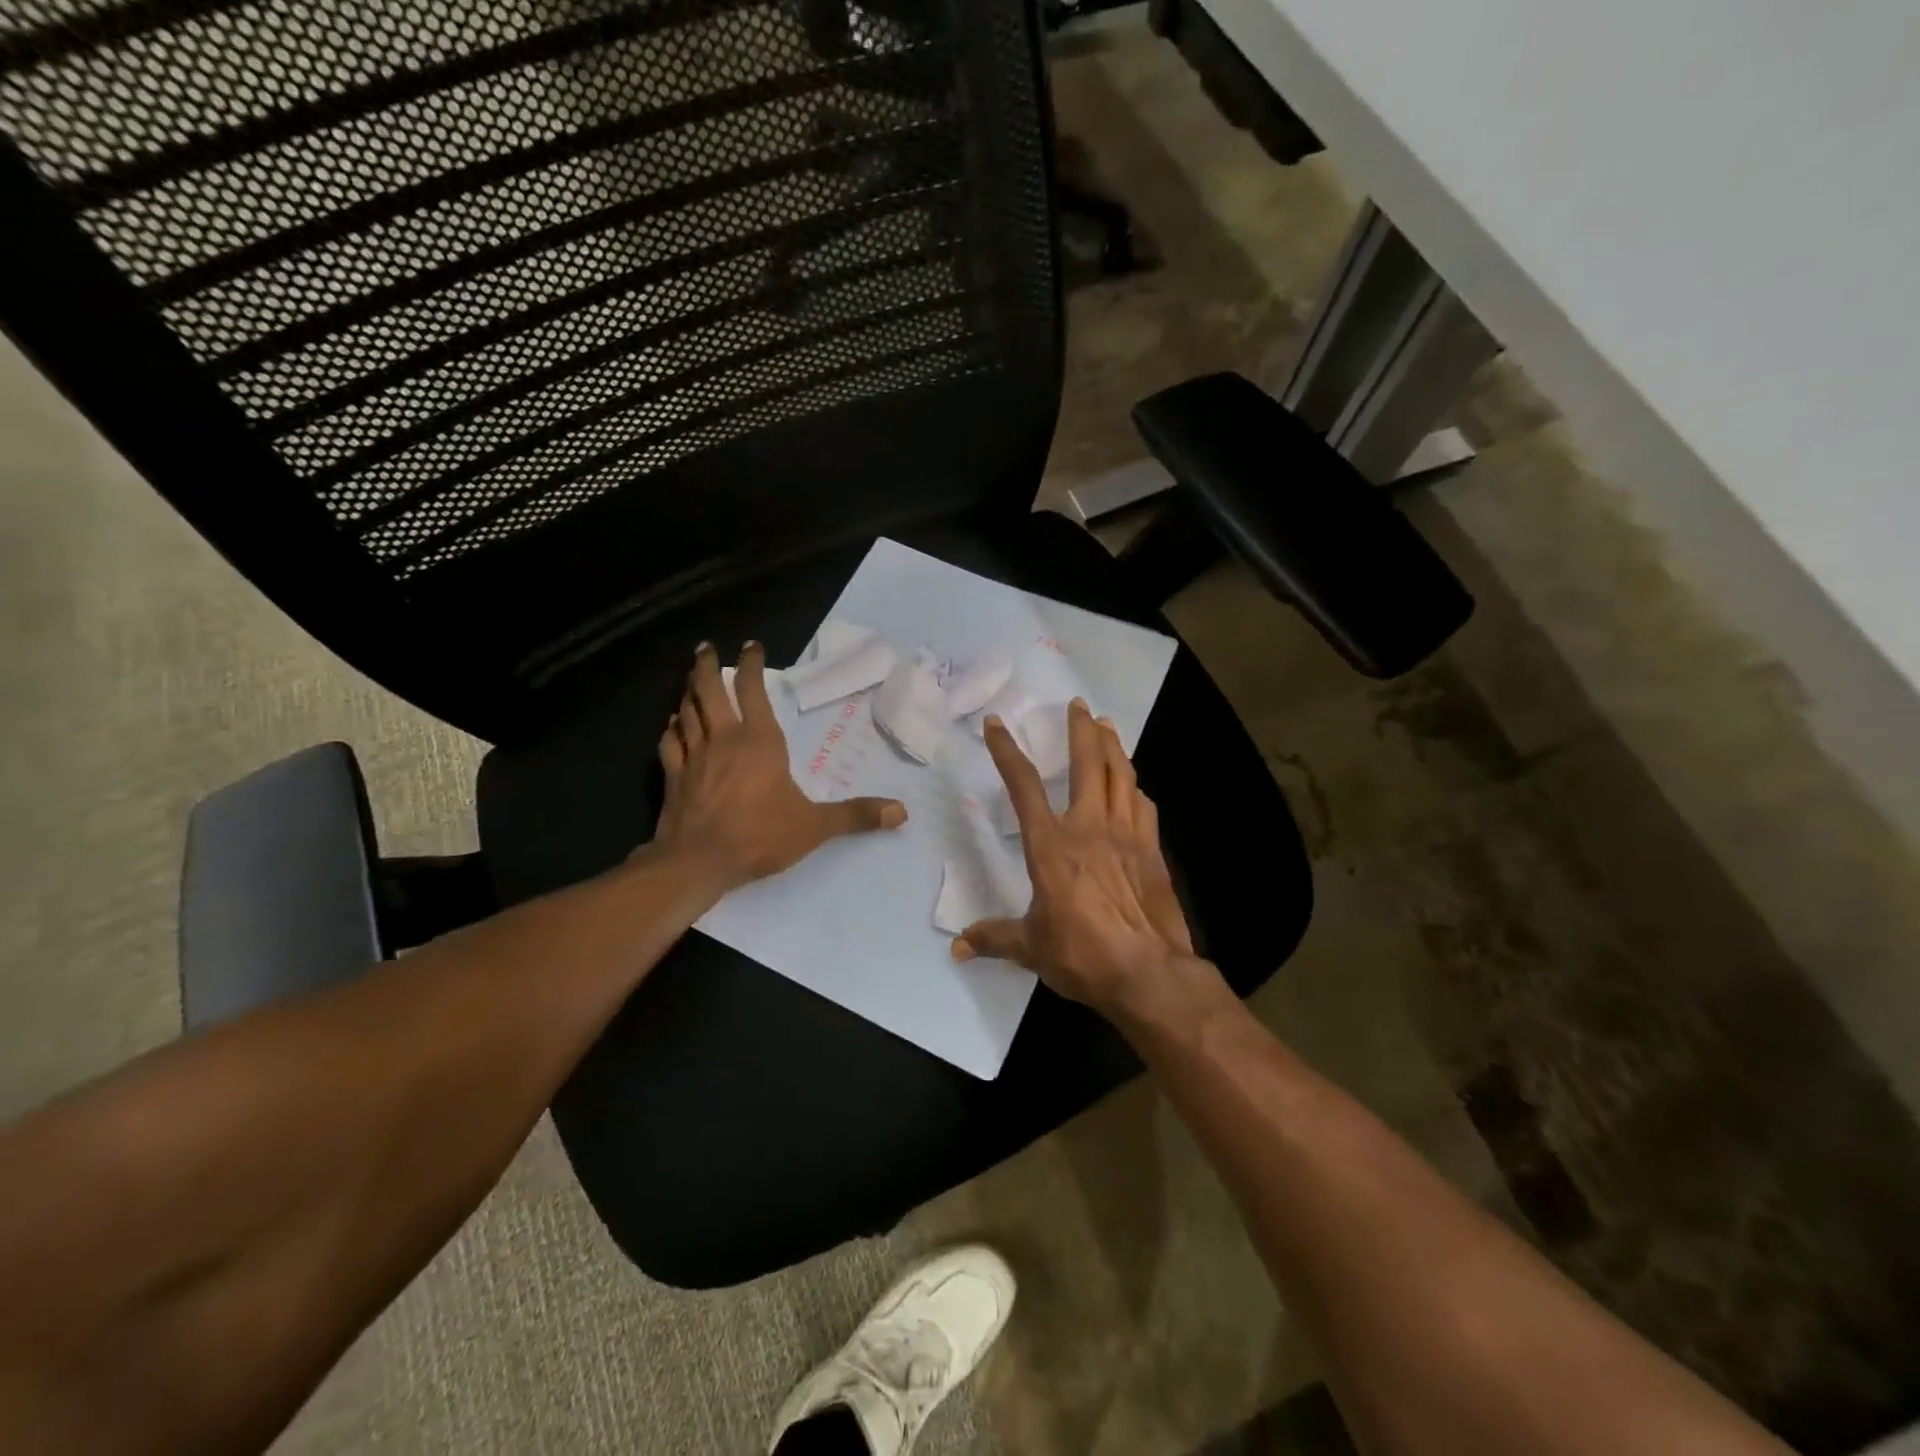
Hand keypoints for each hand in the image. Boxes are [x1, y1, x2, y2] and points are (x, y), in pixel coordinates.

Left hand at [652, 642, 906, 891]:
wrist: (698, 863)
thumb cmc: (759, 836)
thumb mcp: (816, 827)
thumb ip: (856, 816)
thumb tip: (902, 812)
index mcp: (760, 742)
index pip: (753, 691)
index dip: (752, 665)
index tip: (751, 646)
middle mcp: (724, 740)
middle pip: (709, 691)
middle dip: (707, 666)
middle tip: (706, 647)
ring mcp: (694, 757)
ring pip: (687, 712)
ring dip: (688, 692)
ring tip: (691, 679)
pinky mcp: (673, 778)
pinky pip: (670, 745)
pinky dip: (671, 730)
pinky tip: (672, 725)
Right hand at [952, 698, 1212, 1023]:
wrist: (1148, 972)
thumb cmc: (1082, 955)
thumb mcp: (1031, 947)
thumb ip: (995, 938)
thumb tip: (958, 947)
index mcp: (1051, 845)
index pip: (1023, 786)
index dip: (1007, 751)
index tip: (998, 724)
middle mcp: (1089, 828)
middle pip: (1087, 764)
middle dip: (1081, 730)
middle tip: (1078, 705)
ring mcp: (1126, 836)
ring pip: (1122, 776)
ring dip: (1114, 747)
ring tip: (1108, 726)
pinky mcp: (1152, 851)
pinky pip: (1143, 807)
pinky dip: (1135, 789)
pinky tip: (1135, 786)